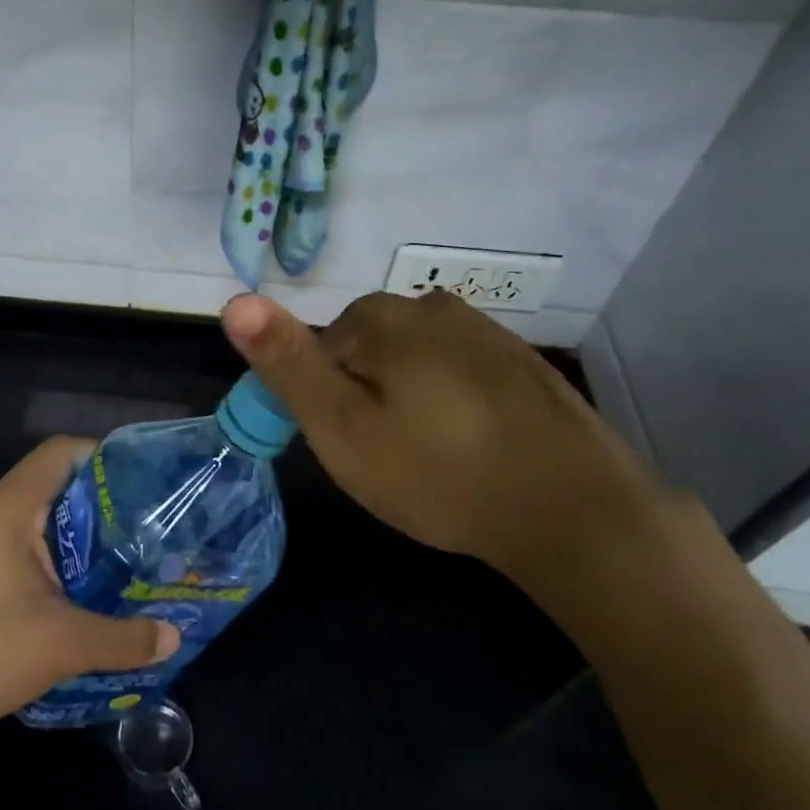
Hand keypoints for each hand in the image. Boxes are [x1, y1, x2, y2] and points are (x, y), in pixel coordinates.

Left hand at [0, 437, 180, 741]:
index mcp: (10, 507)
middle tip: (149, 532)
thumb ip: (123, 638)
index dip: (107, 457)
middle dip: (104, 507)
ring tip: (126, 565)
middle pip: (55, 486)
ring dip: (80, 542)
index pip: (62, 452)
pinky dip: (56, 564)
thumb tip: (174, 636)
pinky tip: (81, 599)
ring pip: (39, 524)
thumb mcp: (62, 645)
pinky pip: (22, 552)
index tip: (147, 485)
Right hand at [220, 291, 672, 609]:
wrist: (574, 510)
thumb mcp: (342, 426)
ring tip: (428, 457)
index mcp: (384, 317)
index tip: (348, 447)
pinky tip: (470, 447)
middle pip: (368, 349)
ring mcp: (486, 331)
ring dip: (408, 399)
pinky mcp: (522, 363)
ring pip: (414, 361)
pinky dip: (451, 404)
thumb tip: (235, 300)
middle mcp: (434, 306)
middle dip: (365, 395)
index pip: (321, 347)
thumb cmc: (438, 472)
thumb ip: (287, 363)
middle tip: (386, 458)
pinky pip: (459, 374)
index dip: (324, 400)